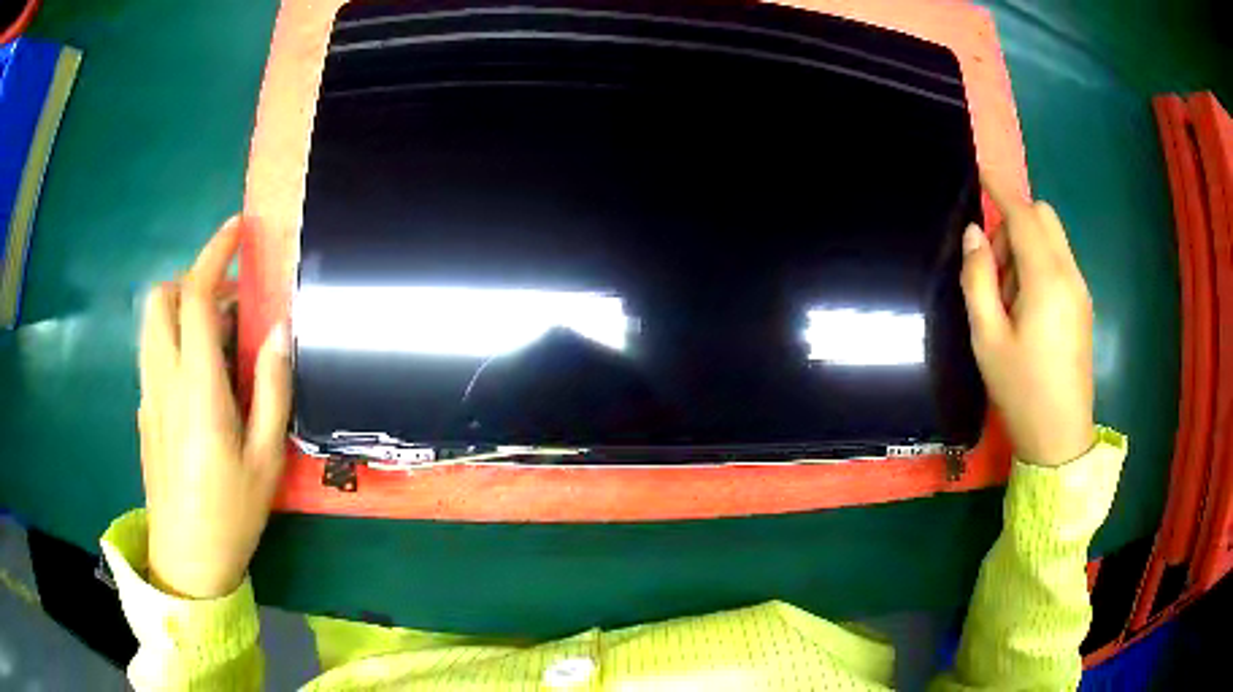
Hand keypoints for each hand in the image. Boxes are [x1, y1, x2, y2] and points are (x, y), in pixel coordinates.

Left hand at [138, 216, 291, 598]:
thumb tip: (280, 330)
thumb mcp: (266, 457)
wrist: (187, 558)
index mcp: (197, 387)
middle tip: (226, 302)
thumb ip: (272, 387)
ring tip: (218, 340)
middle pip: (160, 298)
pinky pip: (154, 352)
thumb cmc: (231, 512)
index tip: (237, 230)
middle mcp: (164, 378)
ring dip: (181, 309)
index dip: (216, 253)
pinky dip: (175, 340)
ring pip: (152, 323)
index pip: (196, 296)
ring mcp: (148, 393)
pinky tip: (202, 379)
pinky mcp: (144, 410)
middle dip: (191, 280)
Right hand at [960, 175, 1095, 466]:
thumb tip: (974, 234)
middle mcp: (1069, 274)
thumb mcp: (987, 338)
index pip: (1023, 214)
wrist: (1061, 437)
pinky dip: (1038, 265)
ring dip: (1025, 247)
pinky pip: (1059, 263)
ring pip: (1051, 239)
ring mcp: (1080, 290)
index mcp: (1046, 280)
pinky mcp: (1082, 305)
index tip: (981, 170)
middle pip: (1043, 218)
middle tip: (992, 267)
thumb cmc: (1021, 390)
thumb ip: (978, 279)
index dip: (1001, 189)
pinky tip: (1025, 308)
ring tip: (1007, 299)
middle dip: (1013, 224)